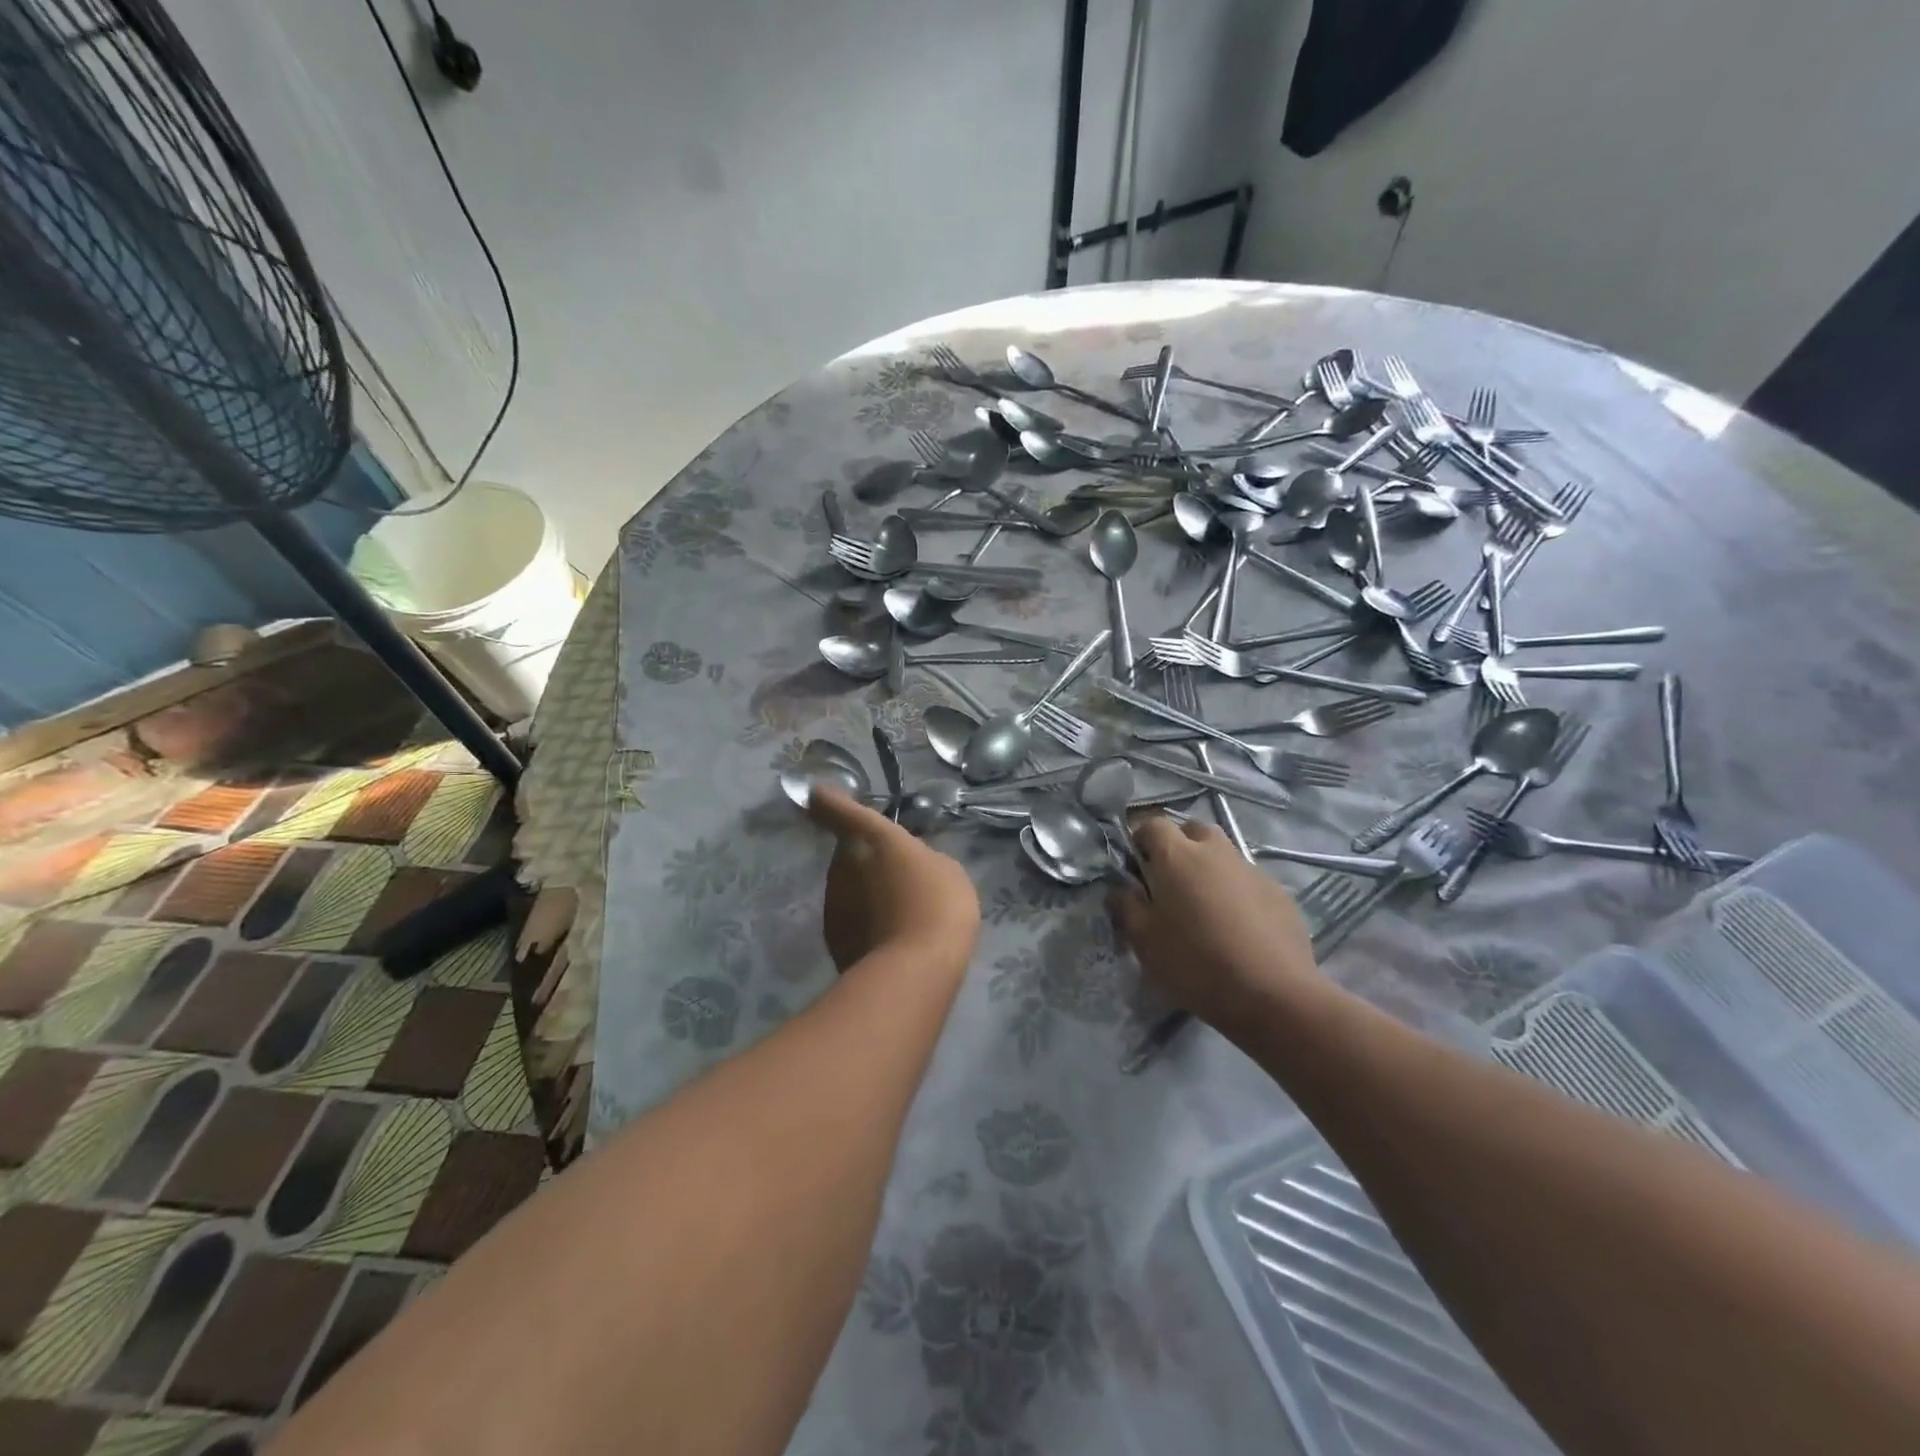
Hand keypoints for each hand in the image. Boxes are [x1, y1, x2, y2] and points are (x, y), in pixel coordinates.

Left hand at [808, 787, 979, 977]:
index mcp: (873, 837)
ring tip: (899, 912)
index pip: (839, 809)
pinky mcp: (831, 935)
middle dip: (867, 858)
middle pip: (849, 851)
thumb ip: (921, 856)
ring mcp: (833, 900)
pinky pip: (849, 917)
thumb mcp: (946, 870)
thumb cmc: (939, 905)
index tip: (818, 794)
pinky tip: (889, 937)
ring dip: (867, 891)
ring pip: (848, 885)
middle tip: (898, 875)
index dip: (828, 800)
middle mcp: (844, 863)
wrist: (914, 970)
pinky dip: (864, 920)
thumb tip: (906, 862)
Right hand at [1109, 817, 1327, 1036]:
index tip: (1135, 868)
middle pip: (1192, 831)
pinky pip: (1248, 880)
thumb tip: (1120, 889)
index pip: (1152, 824)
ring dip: (1209, 868)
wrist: (1273, 995)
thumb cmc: (1196, 963)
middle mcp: (1215, 851)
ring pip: (1223, 854)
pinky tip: (1238, 927)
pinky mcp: (1279, 892)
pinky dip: (1237, 892)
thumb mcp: (1144, 941)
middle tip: (1171, 883)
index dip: (1140, 840)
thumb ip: (1126, 907)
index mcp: (1177, 856)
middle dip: (1179, 847)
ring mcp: (1251, 869)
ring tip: (1205, 907)